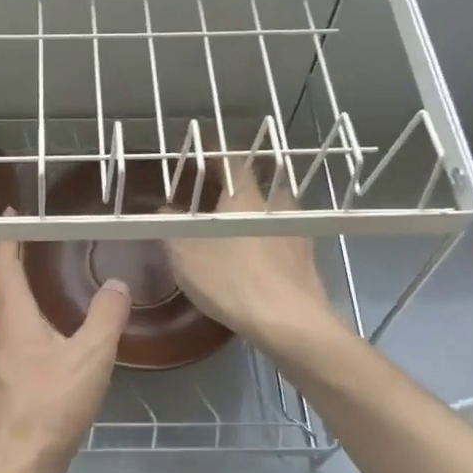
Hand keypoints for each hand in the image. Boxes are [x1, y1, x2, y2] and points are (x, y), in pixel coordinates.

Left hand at [0, 232, 130, 472]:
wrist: (15, 471)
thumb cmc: (47, 407)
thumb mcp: (89, 357)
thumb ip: (106, 317)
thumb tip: (117, 283)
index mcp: (12, 316)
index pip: (4, 261)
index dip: (9, 233)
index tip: (15, 210)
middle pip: (5, 285)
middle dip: (20, 258)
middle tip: (46, 237)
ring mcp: (1, 361)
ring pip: (13, 313)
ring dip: (28, 290)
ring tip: (54, 277)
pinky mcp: (10, 385)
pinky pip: (21, 338)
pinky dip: (37, 321)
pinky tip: (60, 334)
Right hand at [163, 155, 336, 352]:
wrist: (290, 321)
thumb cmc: (232, 279)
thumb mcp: (185, 253)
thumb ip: (170, 226)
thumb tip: (164, 210)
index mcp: (245, 196)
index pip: (231, 160)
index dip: (215, 152)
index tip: (201, 150)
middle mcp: (276, 205)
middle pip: (259, 182)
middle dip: (240, 184)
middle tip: (218, 193)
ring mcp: (297, 230)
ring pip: (275, 210)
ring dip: (258, 212)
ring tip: (238, 227)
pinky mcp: (307, 258)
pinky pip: (284, 236)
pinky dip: (269, 238)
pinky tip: (258, 257)